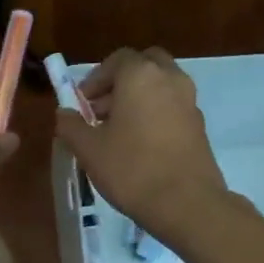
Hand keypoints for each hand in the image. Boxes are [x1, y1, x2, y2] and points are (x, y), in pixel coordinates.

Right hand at [55, 47, 230, 236]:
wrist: (185, 203)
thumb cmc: (130, 169)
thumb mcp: (88, 149)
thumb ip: (71, 125)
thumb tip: (64, 113)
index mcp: (140, 76)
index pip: (116, 59)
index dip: (95, 79)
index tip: (81, 103)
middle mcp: (170, 79)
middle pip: (144, 65)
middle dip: (121, 82)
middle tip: (102, 110)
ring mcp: (189, 101)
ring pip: (160, 85)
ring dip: (138, 98)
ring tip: (117, 131)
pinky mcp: (199, 125)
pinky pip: (172, 107)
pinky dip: (155, 114)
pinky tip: (139, 145)